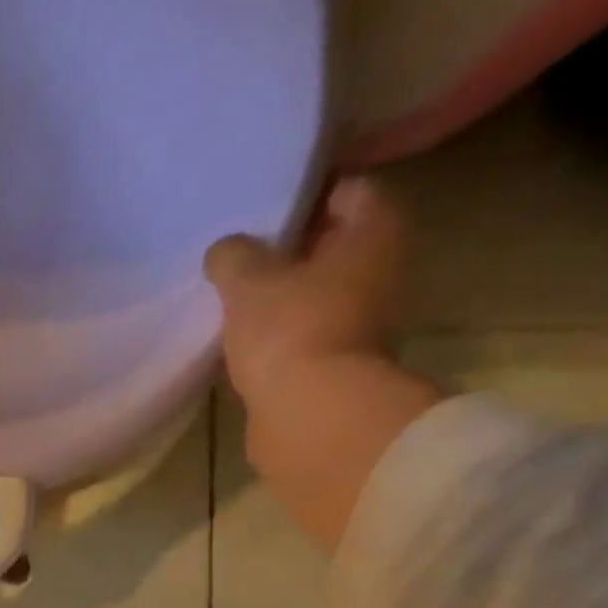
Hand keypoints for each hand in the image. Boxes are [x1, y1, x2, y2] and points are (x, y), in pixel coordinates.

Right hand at [200, 180, 435, 550]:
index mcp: (375, 231)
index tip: (261, 210)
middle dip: (291, 250)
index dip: (303, 195)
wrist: (311, 417)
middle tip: (241, 257)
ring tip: (235, 303)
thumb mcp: (248, 282)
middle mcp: (382, 270)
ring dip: (284, 298)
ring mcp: (364, 323)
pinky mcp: (339, 367)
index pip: (346, 190)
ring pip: (318, 295)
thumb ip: (233, 256)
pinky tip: (244, 344)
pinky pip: (306, 337)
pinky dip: (281, 337)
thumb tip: (224, 250)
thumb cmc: (289, 332)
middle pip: (333, 246)